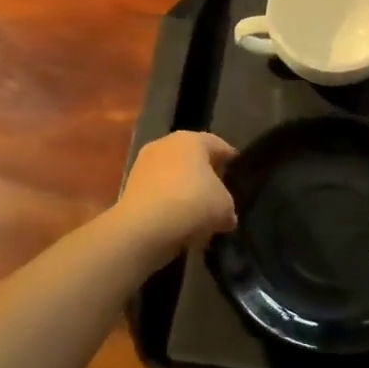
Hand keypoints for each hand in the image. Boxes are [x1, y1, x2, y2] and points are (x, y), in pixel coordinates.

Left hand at [115, 131, 237, 254]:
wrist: (144, 227)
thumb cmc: (193, 203)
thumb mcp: (225, 207)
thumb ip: (228, 206)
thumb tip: (226, 216)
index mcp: (192, 139)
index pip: (218, 145)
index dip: (231, 160)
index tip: (238, 176)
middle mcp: (166, 144)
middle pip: (192, 158)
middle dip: (205, 176)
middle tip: (218, 195)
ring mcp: (144, 164)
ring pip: (172, 175)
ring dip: (184, 191)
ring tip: (197, 214)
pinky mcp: (130, 186)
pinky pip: (158, 192)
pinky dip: (167, 204)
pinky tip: (177, 222)